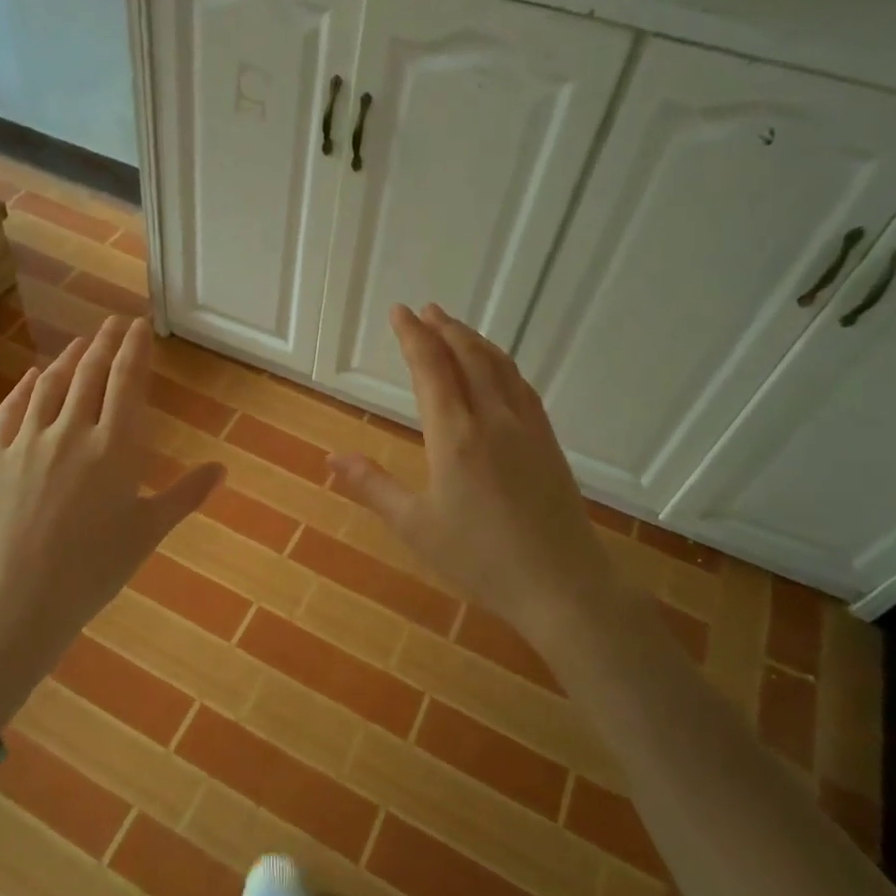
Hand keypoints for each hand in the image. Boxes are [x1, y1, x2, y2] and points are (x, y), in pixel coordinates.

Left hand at [0, 316, 222, 728]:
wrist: (18, 597)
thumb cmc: (94, 569)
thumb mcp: (147, 532)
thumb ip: (185, 495)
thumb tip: (221, 469)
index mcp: (115, 447)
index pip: (127, 381)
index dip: (134, 349)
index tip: (139, 325)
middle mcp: (72, 431)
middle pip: (90, 374)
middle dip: (104, 343)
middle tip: (113, 323)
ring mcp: (29, 441)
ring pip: (50, 385)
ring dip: (67, 359)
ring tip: (80, 344)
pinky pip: (11, 409)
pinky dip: (24, 387)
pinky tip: (31, 377)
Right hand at [328, 303, 614, 639]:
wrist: (562, 585)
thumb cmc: (480, 559)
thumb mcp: (415, 527)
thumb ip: (373, 487)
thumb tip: (332, 458)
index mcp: (455, 436)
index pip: (431, 369)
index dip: (413, 336)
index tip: (400, 312)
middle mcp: (492, 419)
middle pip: (469, 357)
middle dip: (444, 328)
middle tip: (425, 310)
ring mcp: (527, 428)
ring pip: (500, 366)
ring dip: (475, 340)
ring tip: (456, 328)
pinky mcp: (549, 443)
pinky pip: (522, 387)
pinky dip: (502, 365)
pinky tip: (499, 371)